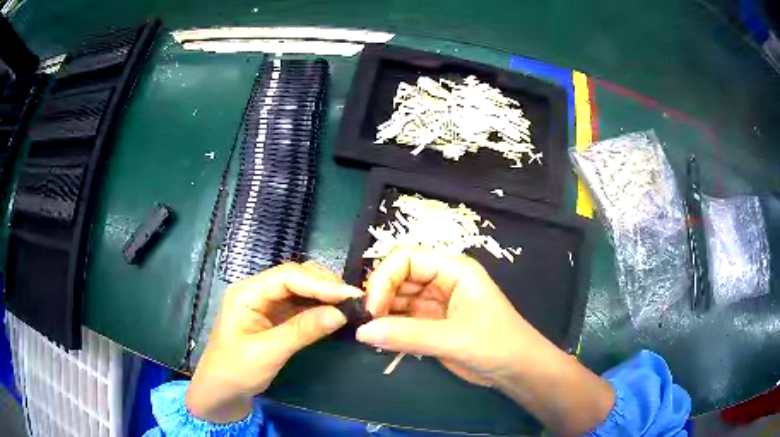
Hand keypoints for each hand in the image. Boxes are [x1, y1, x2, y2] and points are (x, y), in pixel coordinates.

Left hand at [186, 262, 362, 423]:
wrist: (221, 391)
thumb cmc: (236, 370)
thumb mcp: (268, 352)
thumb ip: (303, 331)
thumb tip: (341, 314)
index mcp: (248, 292)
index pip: (288, 276)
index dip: (320, 283)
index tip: (350, 295)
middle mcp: (257, 291)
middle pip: (295, 276)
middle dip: (324, 285)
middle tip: (353, 299)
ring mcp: (266, 304)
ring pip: (300, 289)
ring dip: (324, 295)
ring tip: (349, 304)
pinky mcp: (274, 318)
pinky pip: (300, 305)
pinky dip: (319, 307)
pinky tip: (334, 313)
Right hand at [356, 247, 613, 435]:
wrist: (516, 370)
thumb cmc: (496, 344)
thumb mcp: (453, 338)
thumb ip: (406, 335)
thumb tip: (361, 331)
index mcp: (454, 270)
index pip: (407, 259)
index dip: (384, 277)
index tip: (372, 307)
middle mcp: (442, 281)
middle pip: (398, 276)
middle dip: (380, 295)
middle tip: (366, 322)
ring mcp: (435, 303)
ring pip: (397, 298)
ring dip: (382, 313)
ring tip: (369, 332)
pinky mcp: (431, 324)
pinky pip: (402, 319)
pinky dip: (388, 327)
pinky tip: (380, 339)